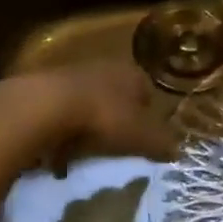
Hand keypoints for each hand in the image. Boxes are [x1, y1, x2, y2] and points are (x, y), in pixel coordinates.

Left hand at [6, 63, 177, 170]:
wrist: (46, 106)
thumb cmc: (104, 118)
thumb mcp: (142, 137)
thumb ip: (162, 144)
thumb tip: (178, 152)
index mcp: (132, 73)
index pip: (147, 93)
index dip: (148, 118)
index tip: (143, 141)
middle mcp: (104, 67)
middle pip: (116, 97)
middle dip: (116, 121)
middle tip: (116, 148)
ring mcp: (72, 75)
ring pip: (88, 105)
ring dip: (87, 128)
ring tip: (85, 154)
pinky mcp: (45, 89)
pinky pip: (61, 114)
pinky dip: (63, 132)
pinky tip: (59, 153)